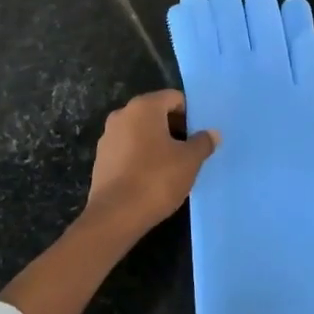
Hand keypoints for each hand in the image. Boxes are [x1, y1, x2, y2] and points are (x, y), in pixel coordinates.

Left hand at [83, 90, 218, 240]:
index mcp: (144, 107)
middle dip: (174, 128)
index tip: (198, 135)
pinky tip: (151, 178)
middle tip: (189, 151)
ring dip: (157, 143)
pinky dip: (140, 156)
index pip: (174, 98)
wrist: (115, 216)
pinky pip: (127, 149)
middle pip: (155, 113)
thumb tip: (212, 133)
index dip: (190, 114)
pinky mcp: (101, 159)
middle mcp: (122, 115)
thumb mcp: (189, 161)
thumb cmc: (156, 179)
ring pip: (140, 132)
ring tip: (171, 167)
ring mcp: (108, 137)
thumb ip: (203, 142)